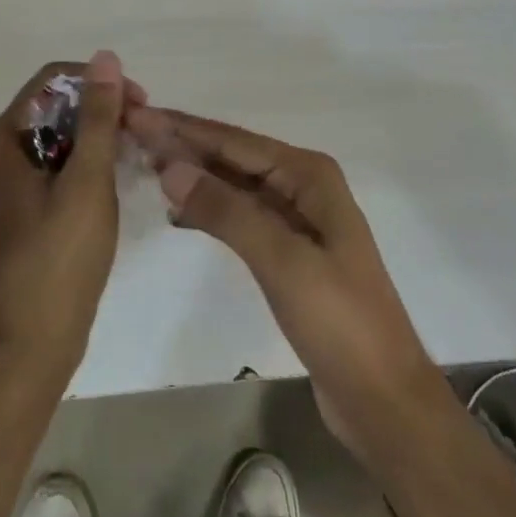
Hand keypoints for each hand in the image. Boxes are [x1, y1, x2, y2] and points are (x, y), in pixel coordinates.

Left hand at [0, 52, 139, 382]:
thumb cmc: (59, 257)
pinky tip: (116, 179)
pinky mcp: (27, 207)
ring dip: (98, 137)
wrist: (34, 344)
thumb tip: (106, 57)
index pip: (53, 81)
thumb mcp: (86, 180)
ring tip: (135, 153)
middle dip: (100, 110)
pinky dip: (88, 163)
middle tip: (142, 131)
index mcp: (4, 138)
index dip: (97, 82)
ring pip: (61, 136)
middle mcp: (2, 152)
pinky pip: (60, 165)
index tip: (139, 103)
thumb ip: (98, 116)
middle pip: (56, 106)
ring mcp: (13, 182)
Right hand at [125, 107, 451, 466]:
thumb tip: (170, 165)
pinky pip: (239, 214)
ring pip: (233, 184)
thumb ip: (225, 209)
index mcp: (308, 174)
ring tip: (145, 165)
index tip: (137, 115)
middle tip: (131, 134)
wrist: (384, 401)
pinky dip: (208, 209)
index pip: (232, 140)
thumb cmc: (339, 322)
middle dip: (184, 145)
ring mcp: (295, 219)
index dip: (183, 127)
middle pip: (232, 156)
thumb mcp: (281, 260)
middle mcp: (302, 185)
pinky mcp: (288, 252)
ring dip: (193, 175)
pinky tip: (178, 212)